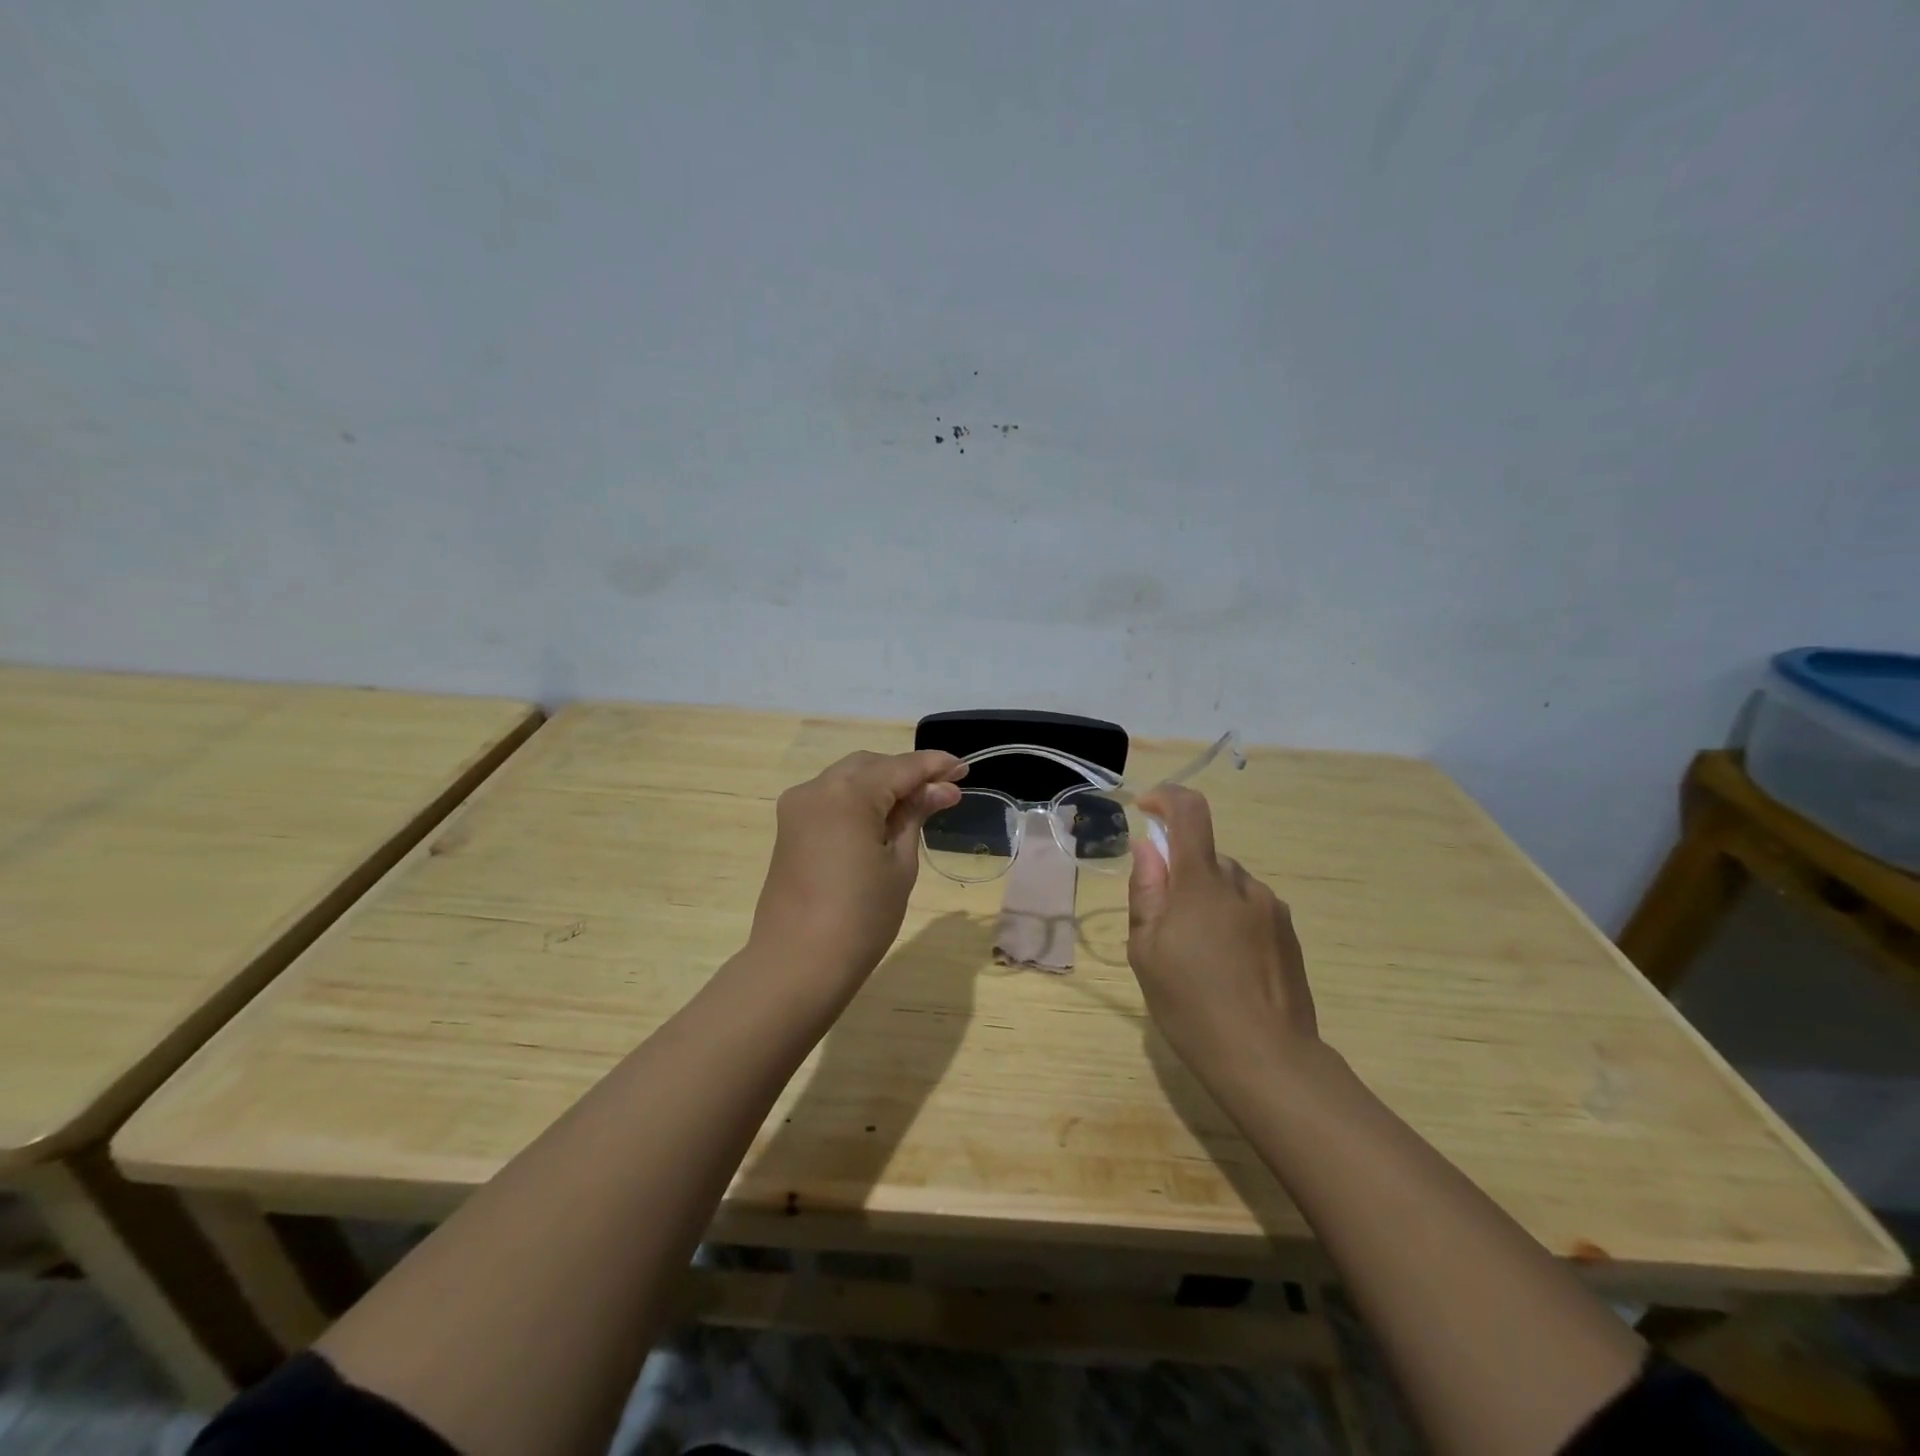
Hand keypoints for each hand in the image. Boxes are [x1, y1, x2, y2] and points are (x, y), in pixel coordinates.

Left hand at [748, 749, 965, 999]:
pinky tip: (883, 819)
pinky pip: (831, 798)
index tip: (964, 770)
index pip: (901, 767)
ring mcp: (798, 807)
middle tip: (944, 792)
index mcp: (848, 793)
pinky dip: (859, 800)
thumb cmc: (861, 917)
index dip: (935, 766)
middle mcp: (817, 788)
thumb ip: (916, 816)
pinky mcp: (790, 827)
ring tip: (918, 806)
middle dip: (908, 773)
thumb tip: (941, 789)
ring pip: (849, 778)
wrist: (798, 964)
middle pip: (872, 766)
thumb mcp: (900, 864)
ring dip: (883, 785)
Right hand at [1127, 784, 1317, 1079]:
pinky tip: (1227, 968)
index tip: (1145, 809)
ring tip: (1198, 956)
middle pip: (1205, 856)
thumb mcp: (1146, 950)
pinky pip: (1250, 909)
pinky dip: (1231, 921)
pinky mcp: (1289, 935)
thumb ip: (1147, 891)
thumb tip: (1148, 848)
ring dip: (1207, 901)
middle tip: (1164, 925)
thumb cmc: (1190, 1004)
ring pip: (1228, 885)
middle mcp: (1242, 884)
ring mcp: (1272, 909)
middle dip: (1181, 875)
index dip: (1166, 798)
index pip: (1190, 813)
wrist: (1267, 1060)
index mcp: (1202, 883)